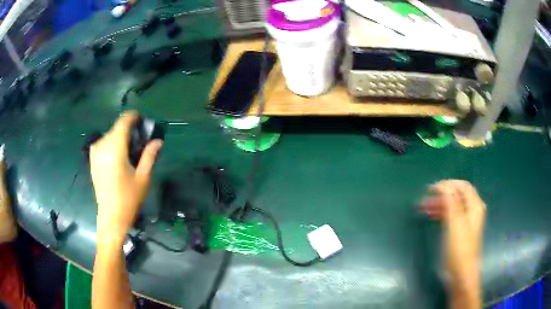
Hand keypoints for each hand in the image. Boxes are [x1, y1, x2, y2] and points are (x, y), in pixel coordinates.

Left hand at [90, 111, 162, 239]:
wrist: (111, 217)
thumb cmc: (128, 199)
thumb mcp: (143, 177)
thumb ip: (149, 155)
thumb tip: (158, 141)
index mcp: (115, 148)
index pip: (124, 121)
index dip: (134, 117)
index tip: (143, 121)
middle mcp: (102, 145)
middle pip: (117, 127)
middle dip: (129, 130)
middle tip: (140, 142)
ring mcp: (95, 152)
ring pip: (111, 135)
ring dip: (121, 138)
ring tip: (131, 152)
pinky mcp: (93, 159)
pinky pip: (105, 143)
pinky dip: (114, 144)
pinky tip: (120, 158)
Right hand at [422, 180, 485, 295]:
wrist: (461, 273)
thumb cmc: (459, 249)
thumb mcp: (455, 224)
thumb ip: (451, 203)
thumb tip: (444, 185)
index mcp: (474, 206)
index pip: (462, 186)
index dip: (447, 184)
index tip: (431, 189)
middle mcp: (472, 210)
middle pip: (457, 195)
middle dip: (441, 195)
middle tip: (424, 199)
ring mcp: (467, 221)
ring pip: (453, 206)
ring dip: (439, 204)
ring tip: (424, 208)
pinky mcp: (461, 230)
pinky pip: (451, 215)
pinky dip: (442, 213)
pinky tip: (432, 216)